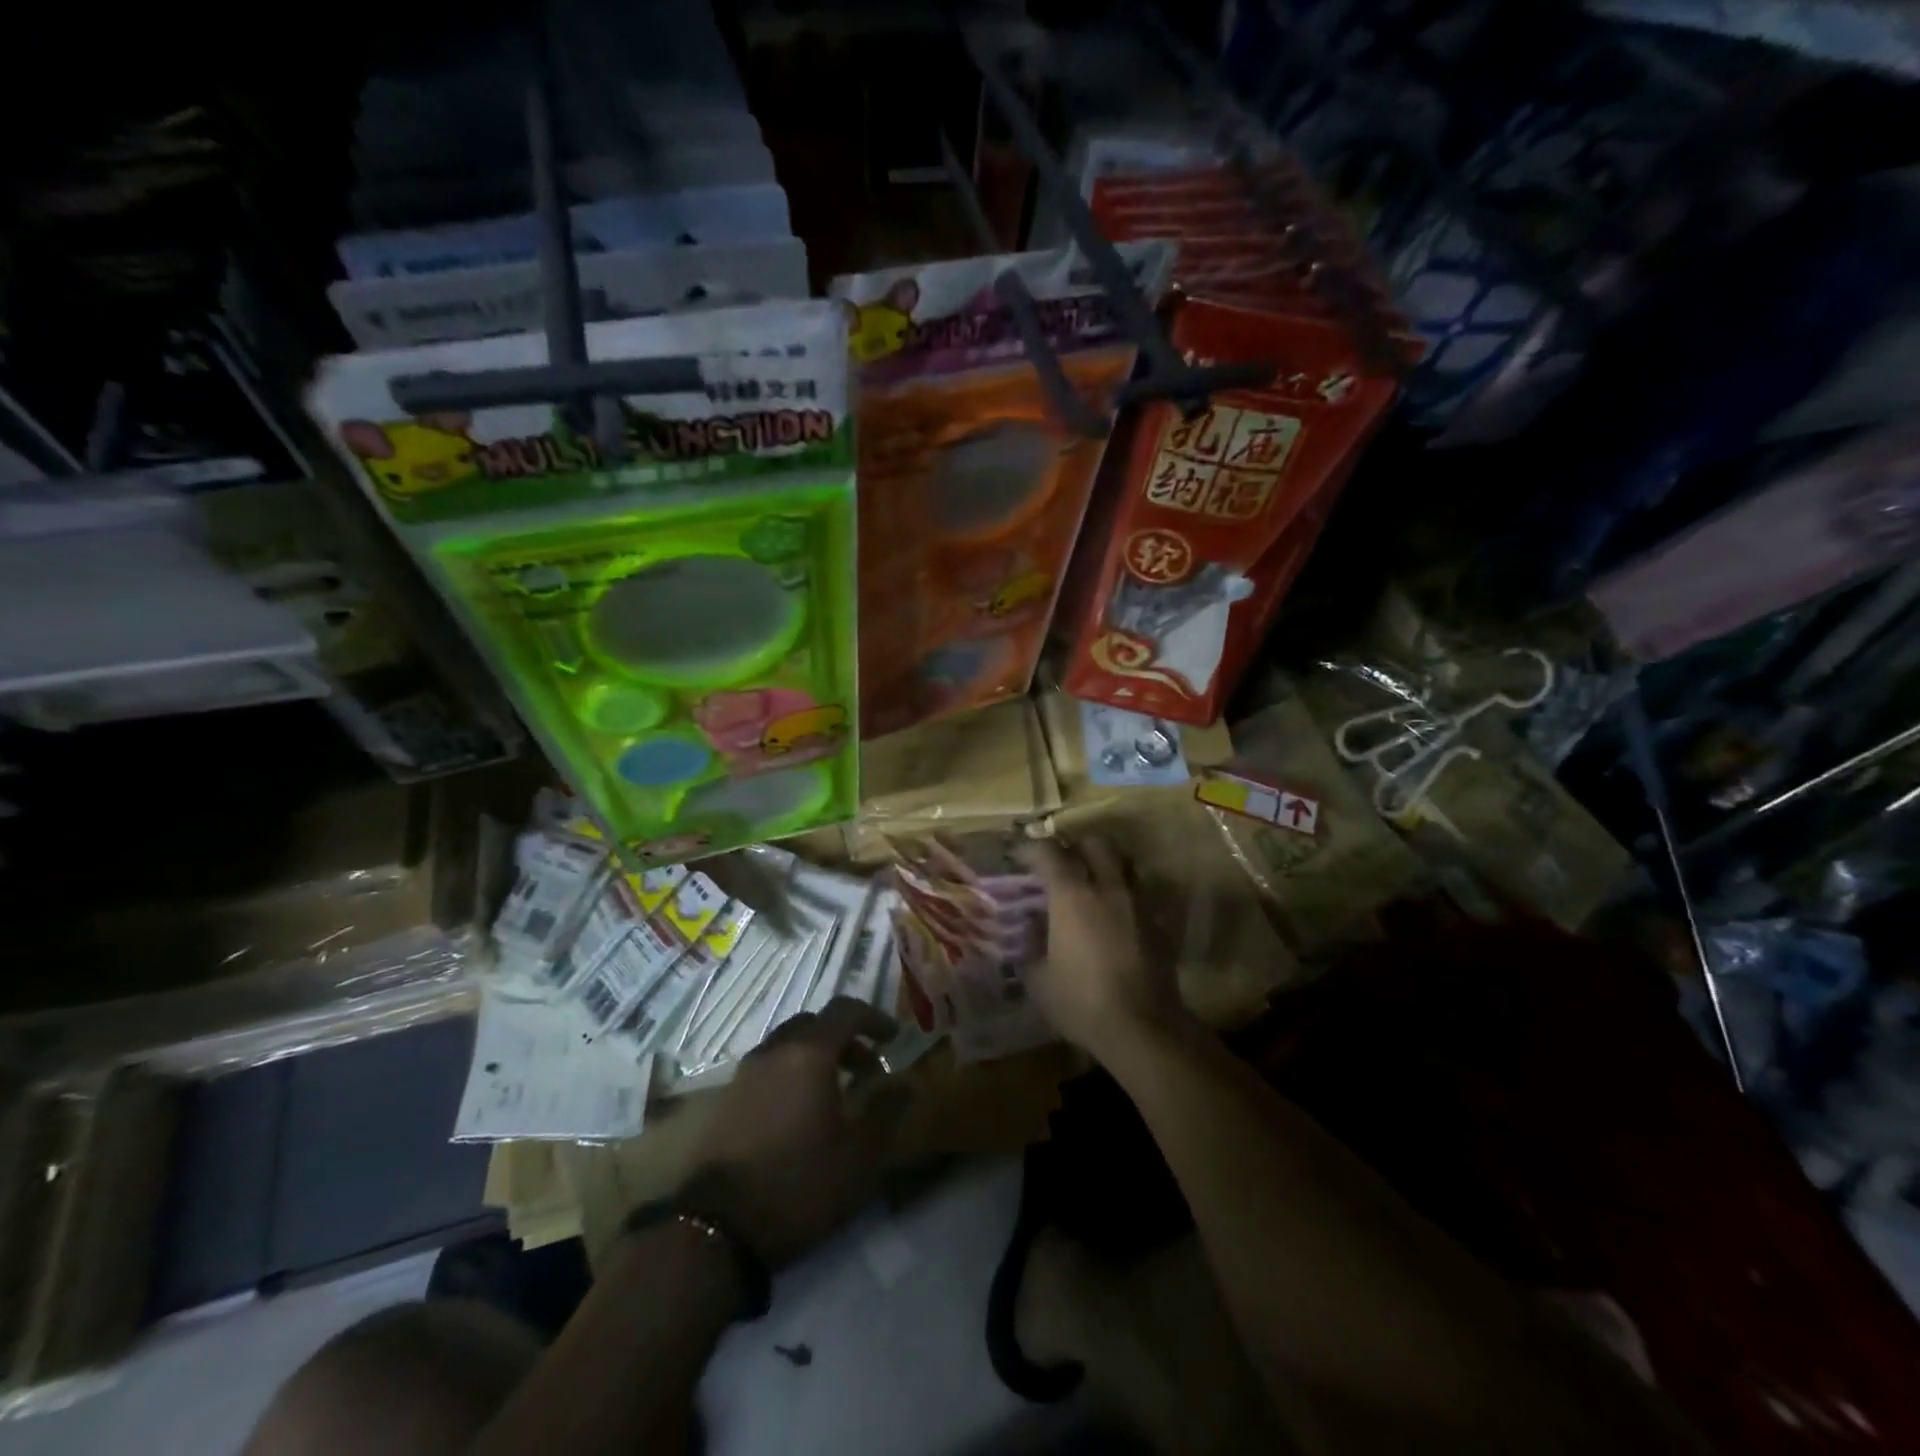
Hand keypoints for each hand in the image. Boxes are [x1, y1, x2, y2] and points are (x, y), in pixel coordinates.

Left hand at [681, 997, 909, 1269]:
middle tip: (867, 1071)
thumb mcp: (859, 1154)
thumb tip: (905, 1082)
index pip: (845, 1010)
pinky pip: (768, 1069)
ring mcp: (745, 1074)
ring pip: (788, 1046)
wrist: (716, 1229)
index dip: (874, 1018)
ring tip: (835, 1094)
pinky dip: (792, 1075)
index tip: (894, 1038)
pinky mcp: (726, 1100)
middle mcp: (774, 1051)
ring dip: (816, 1057)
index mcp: (809, 1052)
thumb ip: (886, 1110)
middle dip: (845, 1039)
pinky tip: (801, 1115)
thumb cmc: (799, 1183)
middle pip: (814, 1024)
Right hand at [1021, 838, 1187, 1061]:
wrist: (1143, 1028)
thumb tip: (1032, 922)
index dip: (1031, 849)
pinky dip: (1120, 892)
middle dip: (1074, 847)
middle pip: (1094, 844)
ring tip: (1088, 885)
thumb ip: (1031, 942)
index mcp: (1072, 895)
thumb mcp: (1038, 977)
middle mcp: (1108, 887)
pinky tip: (1110, 915)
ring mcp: (1138, 902)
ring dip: (1103, 865)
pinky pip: (1137, 891)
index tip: (1019, 858)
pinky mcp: (1157, 922)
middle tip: (1058, 866)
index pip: (1049, 852)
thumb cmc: (1081, 1001)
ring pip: (1122, 863)